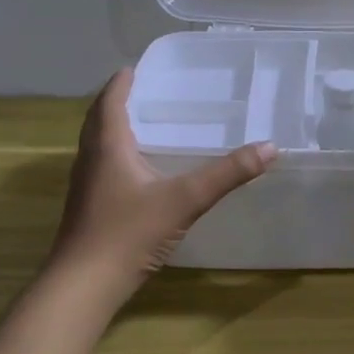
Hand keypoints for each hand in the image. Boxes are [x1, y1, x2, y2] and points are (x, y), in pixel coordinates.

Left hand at [52, 68, 276, 304]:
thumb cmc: (129, 233)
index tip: (134, 68)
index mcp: (108, 147)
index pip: (110, 103)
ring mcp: (86, 187)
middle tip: (142, 93)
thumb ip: (227, 174)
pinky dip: (117, 157)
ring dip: (113, 131)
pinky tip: (139, 174)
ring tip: (142, 127)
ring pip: (97, 147)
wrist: (83, 285)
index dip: (121, 84)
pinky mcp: (89, 209)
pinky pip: (102, 169)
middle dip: (116, 104)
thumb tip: (269, 147)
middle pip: (98, 122)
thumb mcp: (185, 200)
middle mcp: (91, 161)